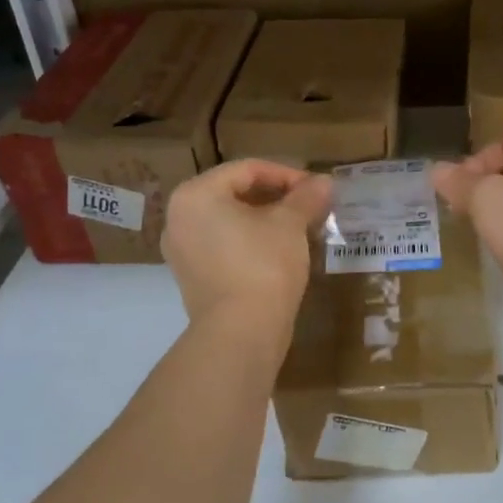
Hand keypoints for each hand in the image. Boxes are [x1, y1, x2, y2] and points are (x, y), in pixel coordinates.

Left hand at [162, 160, 331, 331]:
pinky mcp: (191, 277)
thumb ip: (305, 197)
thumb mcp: (290, 224)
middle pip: (235, 193)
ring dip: (264, 220)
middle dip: (276, 197)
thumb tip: (324, 182)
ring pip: (229, 222)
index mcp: (196, 194)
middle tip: (309, 207)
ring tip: (299, 229)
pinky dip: (249, 242)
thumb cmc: (263, 265)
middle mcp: (179, 217)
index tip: (316, 188)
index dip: (287, 174)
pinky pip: (223, 246)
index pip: (247, 170)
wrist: (241, 332)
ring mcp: (181, 250)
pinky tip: (278, 252)